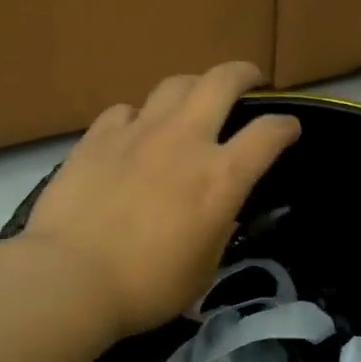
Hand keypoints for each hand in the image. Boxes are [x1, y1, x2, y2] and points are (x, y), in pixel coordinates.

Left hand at [22, 62, 300, 337]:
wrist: (70, 278)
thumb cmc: (146, 287)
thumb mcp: (202, 269)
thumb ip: (218, 230)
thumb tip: (220, 211)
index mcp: (220, 177)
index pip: (269, 134)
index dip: (286, 126)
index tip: (289, 129)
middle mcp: (184, 140)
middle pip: (222, 81)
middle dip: (244, 74)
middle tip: (249, 81)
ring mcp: (138, 132)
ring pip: (174, 84)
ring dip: (193, 87)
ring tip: (193, 101)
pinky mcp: (98, 136)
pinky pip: (126, 110)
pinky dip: (139, 116)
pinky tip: (134, 133)